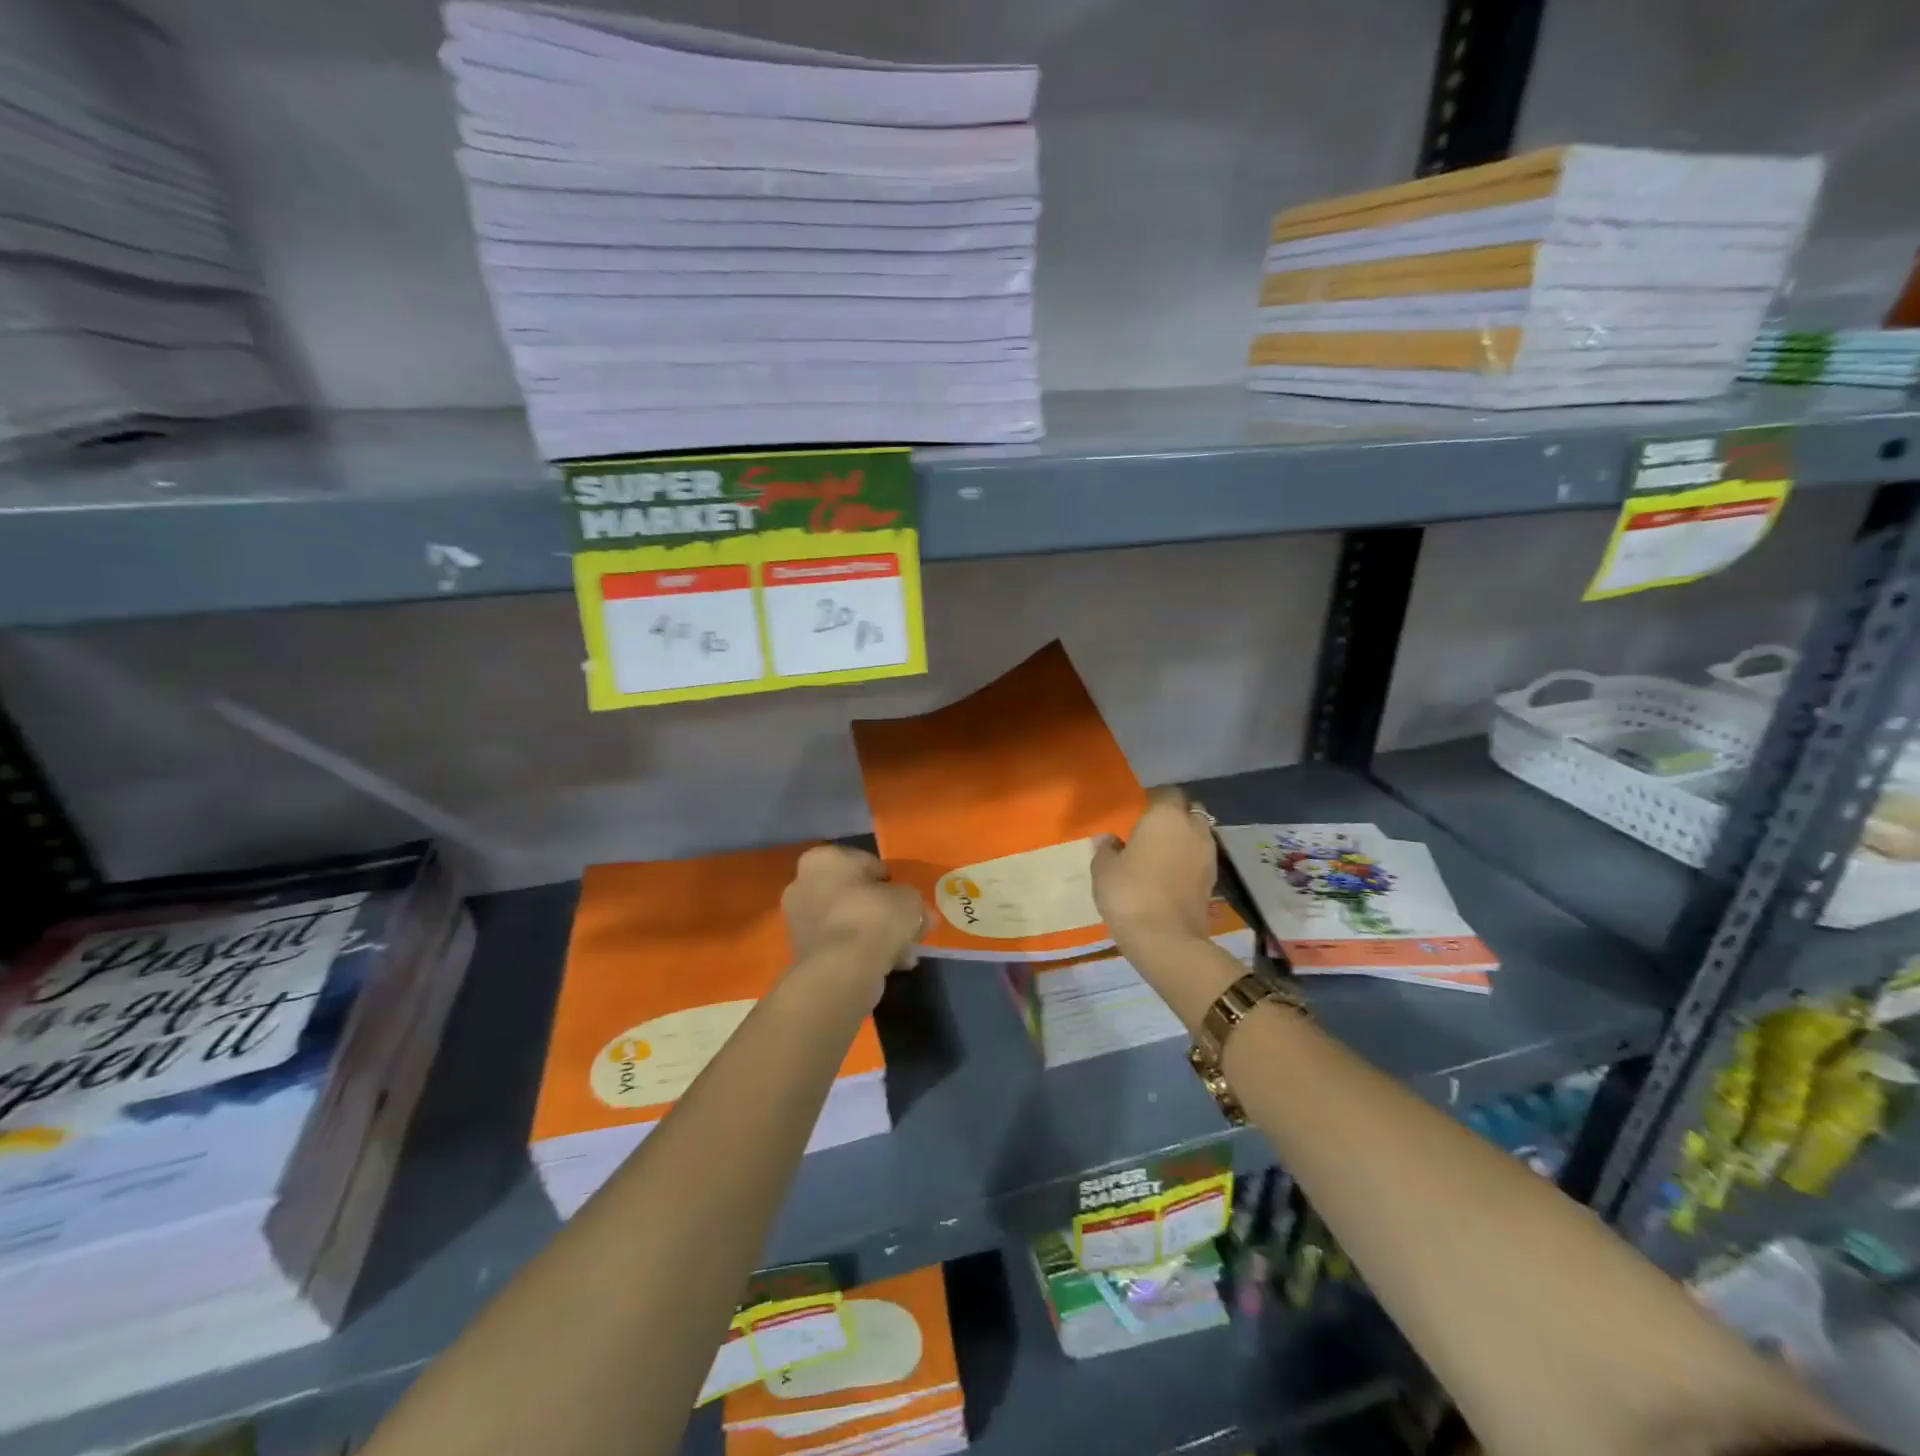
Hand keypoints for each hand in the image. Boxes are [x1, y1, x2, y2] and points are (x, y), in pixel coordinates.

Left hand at [782, 845, 925, 975]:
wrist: (842, 970)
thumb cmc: (874, 917)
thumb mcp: (909, 899)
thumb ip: (913, 901)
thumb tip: (921, 914)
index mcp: (824, 859)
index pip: (866, 863)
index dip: (891, 881)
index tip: (906, 899)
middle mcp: (804, 883)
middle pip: (855, 894)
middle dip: (881, 910)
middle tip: (907, 926)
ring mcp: (799, 920)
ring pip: (849, 921)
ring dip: (875, 933)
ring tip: (904, 952)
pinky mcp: (803, 951)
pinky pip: (841, 944)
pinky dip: (862, 951)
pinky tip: (889, 966)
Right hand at [1091, 787, 1217, 954]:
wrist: (1165, 940)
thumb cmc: (1129, 893)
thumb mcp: (1103, 869)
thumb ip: (1106, 849)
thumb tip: (1109, 840)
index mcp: (1166, 816)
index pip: (1167, 793)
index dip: (1153, 799)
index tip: (1137, 811)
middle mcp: (1193, 829)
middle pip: (1190, 811)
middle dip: (1175, 816)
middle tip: (1151, 830)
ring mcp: (1208, 856)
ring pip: (1198, 835)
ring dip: (1184, 839)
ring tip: (1160, 853)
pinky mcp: (1213, 881)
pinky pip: (1200, 859)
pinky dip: (1188, 861)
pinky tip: (1169, 874)